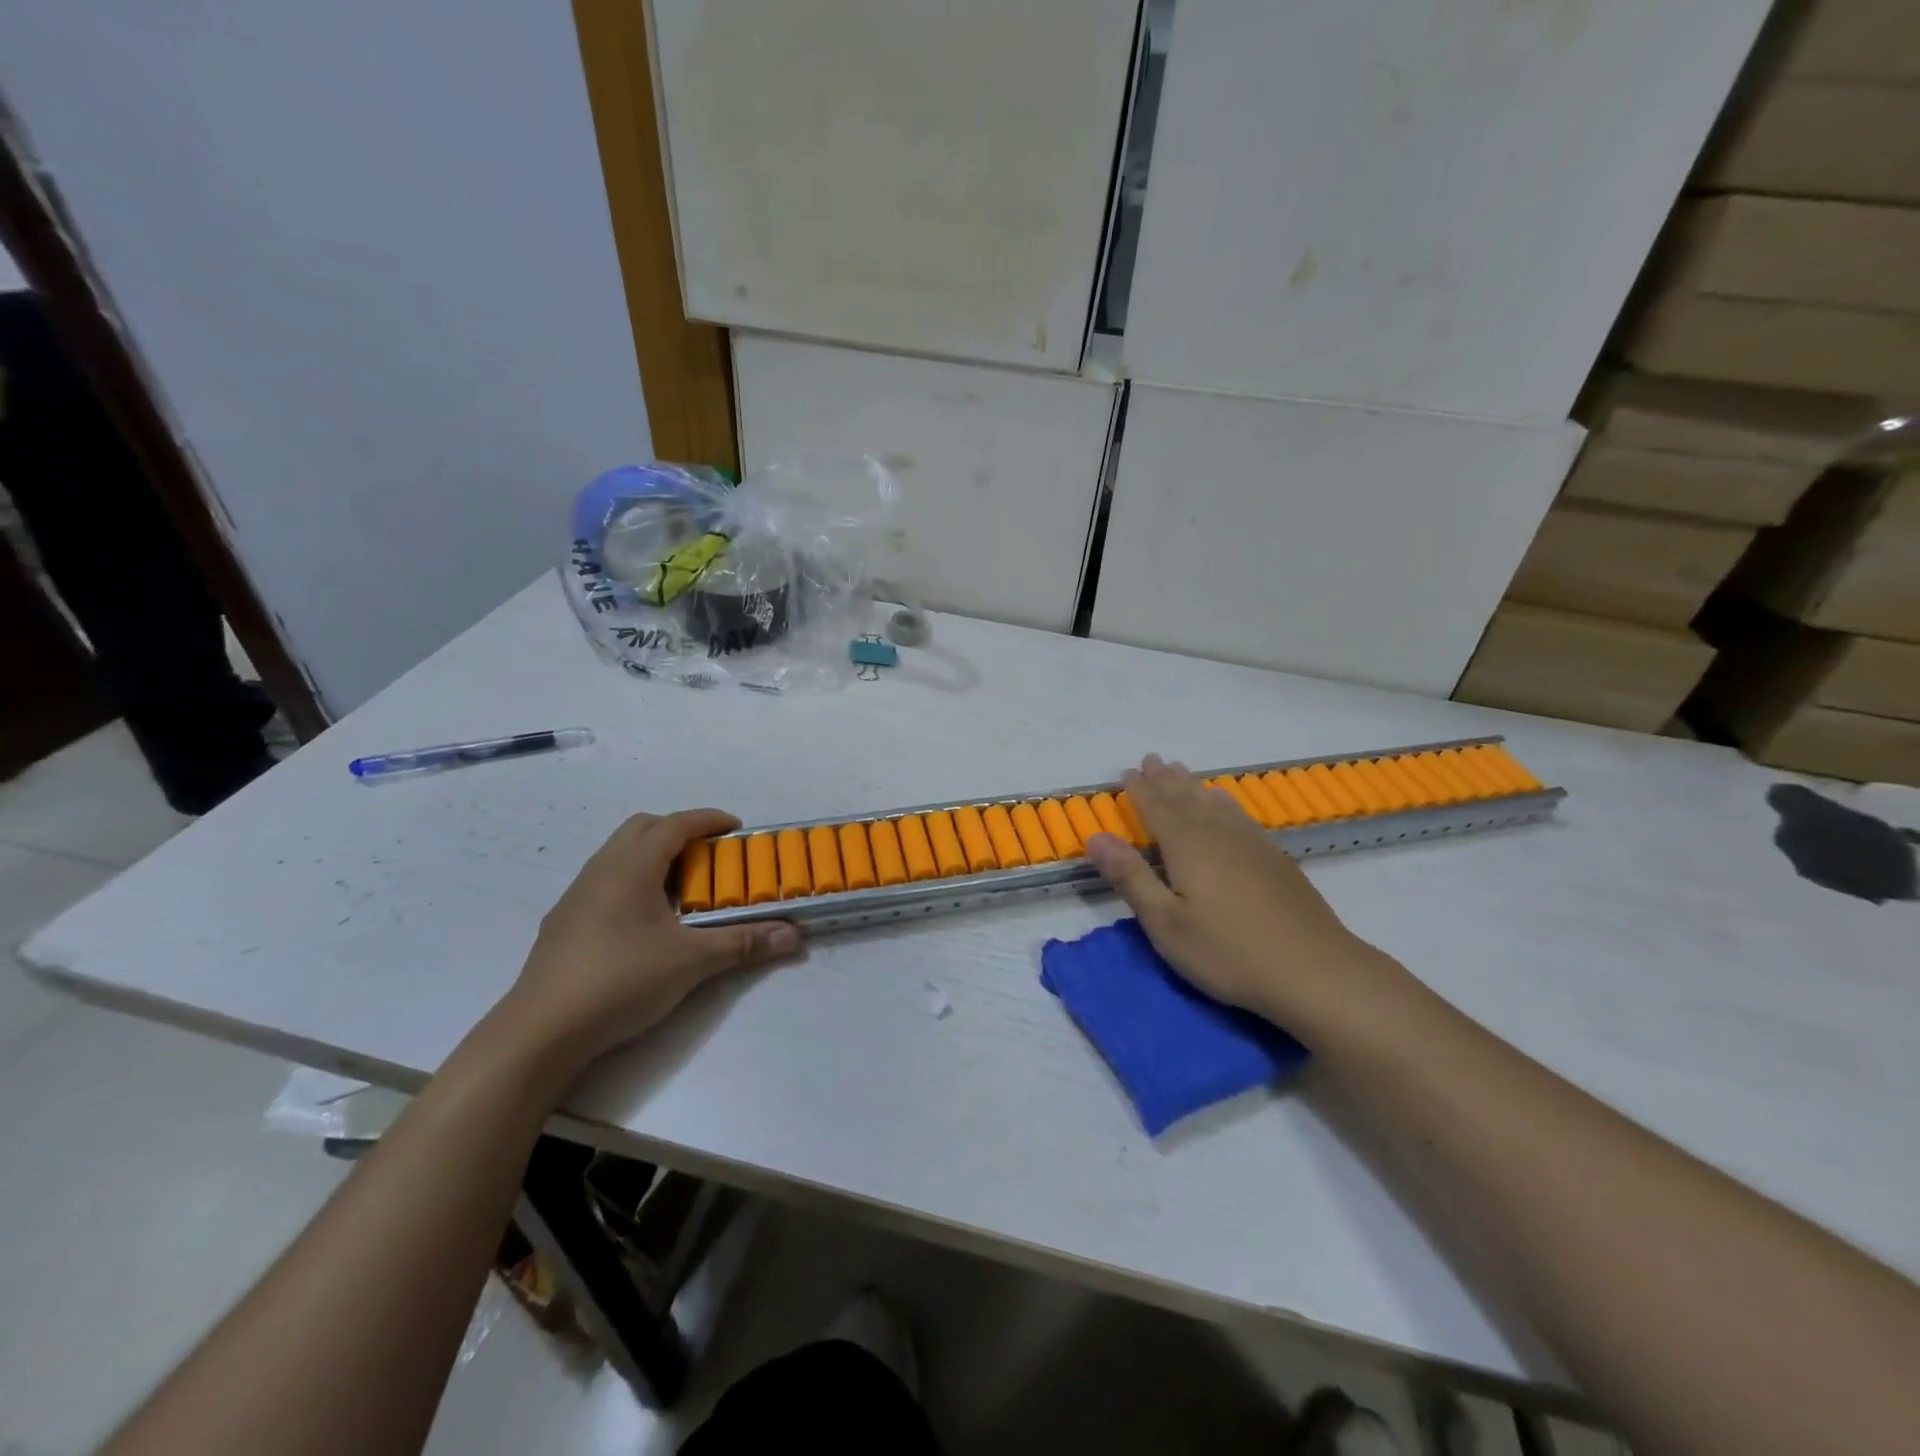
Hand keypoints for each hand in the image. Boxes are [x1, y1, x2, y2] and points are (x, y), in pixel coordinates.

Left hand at [494, 810, 798, 1074]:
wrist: (541, 1032)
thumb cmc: (620, 980)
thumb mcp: (692, 962)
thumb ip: (743, 944)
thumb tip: (793, 936)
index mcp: (631, 867)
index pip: (674, 825)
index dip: (709, 820)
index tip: (737, 829)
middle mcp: (601, 870)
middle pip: (642, 828)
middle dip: (679, 832)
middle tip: (710, 856)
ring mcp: (576, 896)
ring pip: (619, 855)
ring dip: (654, 857)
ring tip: (682, 889)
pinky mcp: (563, 923)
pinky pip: (605, 881)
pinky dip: (633, 882)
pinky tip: (645, 922)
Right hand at [1085, 756, 1402, 1033]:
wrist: (1315, 971)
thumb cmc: (1228, 951)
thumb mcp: (1166, 923)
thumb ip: (1131, 877)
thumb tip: (1096, 837)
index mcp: (1187, 846)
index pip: (1157, 808)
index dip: (1140, 790)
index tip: (1127, 771)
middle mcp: (1218, 834)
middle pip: (1186, 798)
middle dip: (1165, 779)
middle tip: (1152, 759)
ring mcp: (1251, 844)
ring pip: (1214, 803)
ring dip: (1193, 786)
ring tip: (1181, 771)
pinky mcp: (1275, 859)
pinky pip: (1240, 816)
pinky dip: (1225, 803)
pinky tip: (1226, 804)